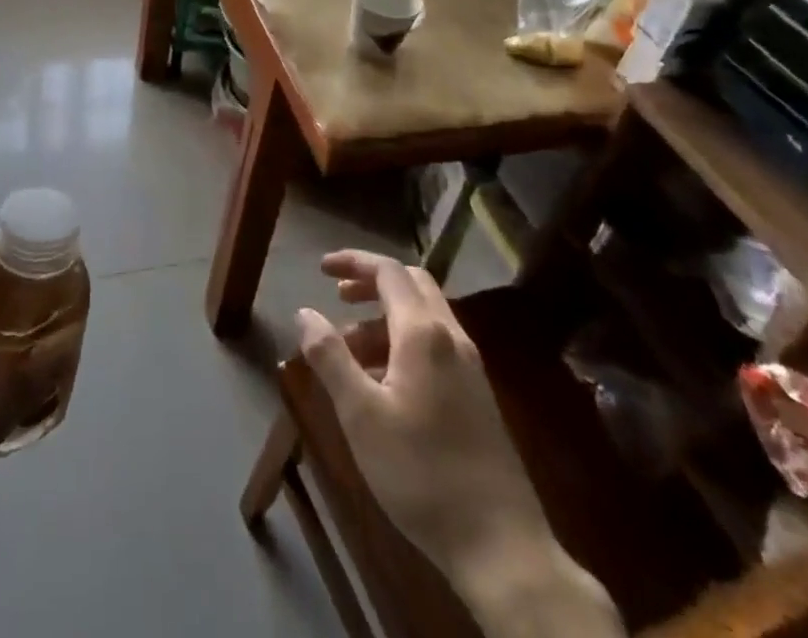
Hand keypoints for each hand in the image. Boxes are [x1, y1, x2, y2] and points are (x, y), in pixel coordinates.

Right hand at [297, 252, 621, 636]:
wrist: (502, 546)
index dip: (353, 262)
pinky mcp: (478, 395)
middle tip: (338, 297)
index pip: (388, 271)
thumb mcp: (361, 415)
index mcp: (423, 333)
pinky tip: (384, 383)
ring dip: (385, 318)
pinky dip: (404, 342)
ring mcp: (470, 367)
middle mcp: (452, 337)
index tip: (321, 269)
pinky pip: (436, 345)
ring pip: (425, 316)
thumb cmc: (421, 473)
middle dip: (372, 283)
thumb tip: (305, 312)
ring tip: (350, 351)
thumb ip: (330, 357)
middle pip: (412, 284)